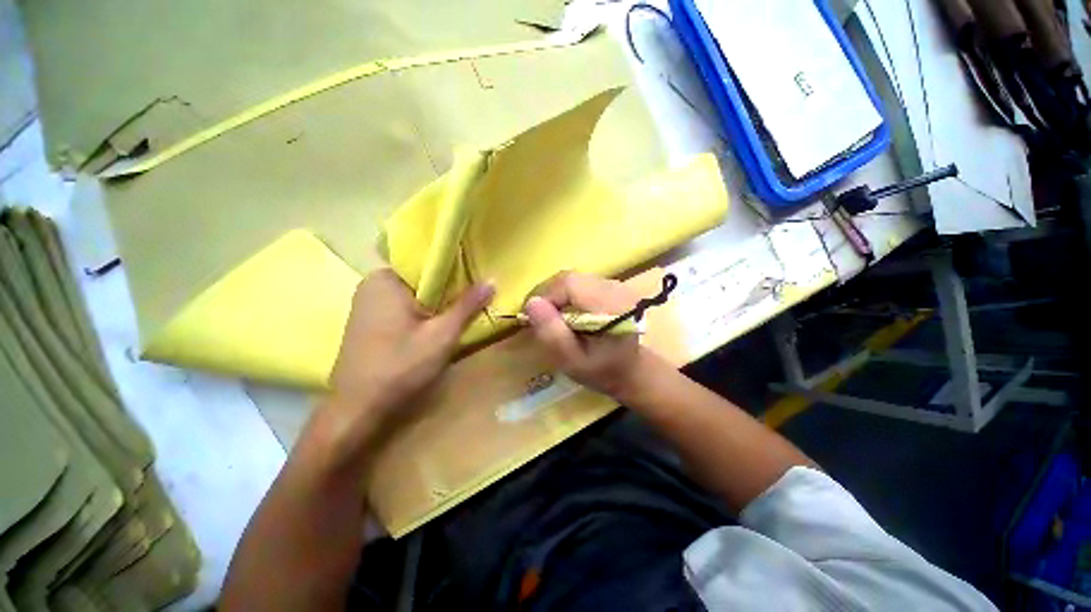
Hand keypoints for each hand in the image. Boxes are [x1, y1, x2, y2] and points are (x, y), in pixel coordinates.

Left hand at [325, 269, 493, 435]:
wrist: (358, 409)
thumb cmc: (401, 367)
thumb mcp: (442, 335)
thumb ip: (467, 306)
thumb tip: (492, 280)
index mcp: (385, 279)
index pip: (428, 262)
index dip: (456, 269)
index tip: (477, 277)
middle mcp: (372, 285)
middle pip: (421, 279)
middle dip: (448, 288)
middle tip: (474, 296)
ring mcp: (368, 304)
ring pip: (414, 294)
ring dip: (437, 302)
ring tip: (462, 308)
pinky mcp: (369, 322)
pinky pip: (403, 307)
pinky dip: (423, 312)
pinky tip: (438, 324)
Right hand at [523, 271, 644, 398]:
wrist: (630, 369)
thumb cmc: (601, 370)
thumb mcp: (572, 361)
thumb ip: (553, 334)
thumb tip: (531, 303)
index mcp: (611, 305)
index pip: (569, 284)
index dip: (545, 296)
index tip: (532, 317)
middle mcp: (615, 288)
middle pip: (569, 278)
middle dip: (548, 295)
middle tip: (537, 317)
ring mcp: (614, 284)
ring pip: (573, 278)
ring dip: (555, 294)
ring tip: (549, 316)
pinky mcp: (610, 286)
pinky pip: (579, 282)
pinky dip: (565, 294)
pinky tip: (563, 311)